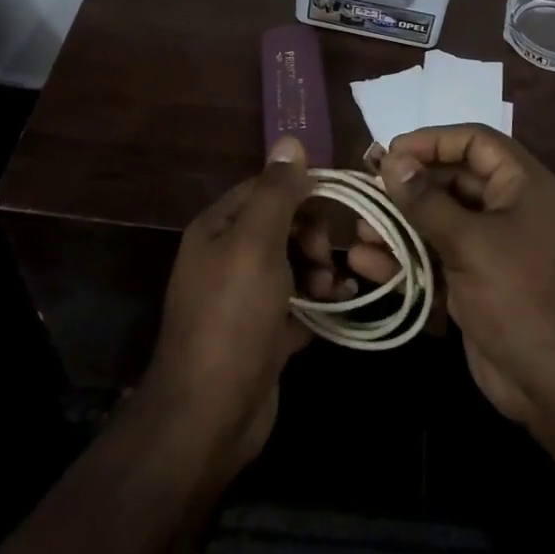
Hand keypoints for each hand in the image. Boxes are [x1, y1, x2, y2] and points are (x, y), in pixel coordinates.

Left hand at [139, 136, 314, 478]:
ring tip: (330, 292)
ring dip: (321, 270)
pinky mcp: (265, 331)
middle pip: (284, 225)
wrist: (211, 414)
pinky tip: (343, 304)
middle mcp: (228, 257)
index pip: (266, 188)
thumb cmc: (233, 317)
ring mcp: (247, 297)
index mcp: (218, 229)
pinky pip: (301, 301)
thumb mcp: (256, 244)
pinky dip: (322, 300)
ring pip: (296, 263)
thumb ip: (277, 192)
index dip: (302, 192)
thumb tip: (290, 138)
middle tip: (324, 260)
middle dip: (313, 236)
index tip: (338, 205)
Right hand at [378, 125, 554, 430]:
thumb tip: (392, 161)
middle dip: (408, 187)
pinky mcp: (473, 283)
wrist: (554, 383)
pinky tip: (365, 263)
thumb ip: (426, 201)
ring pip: (438, 222)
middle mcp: (507, 209)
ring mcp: (490, 248)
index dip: (432, 141)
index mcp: (521, 185)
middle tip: (366, 191)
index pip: (475, 141)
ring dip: (399, 226)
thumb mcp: (469, 242)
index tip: (391, 153)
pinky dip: (404, 260)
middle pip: (452, 180)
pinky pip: (434, 258)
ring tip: (360, 230)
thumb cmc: (518, 295)